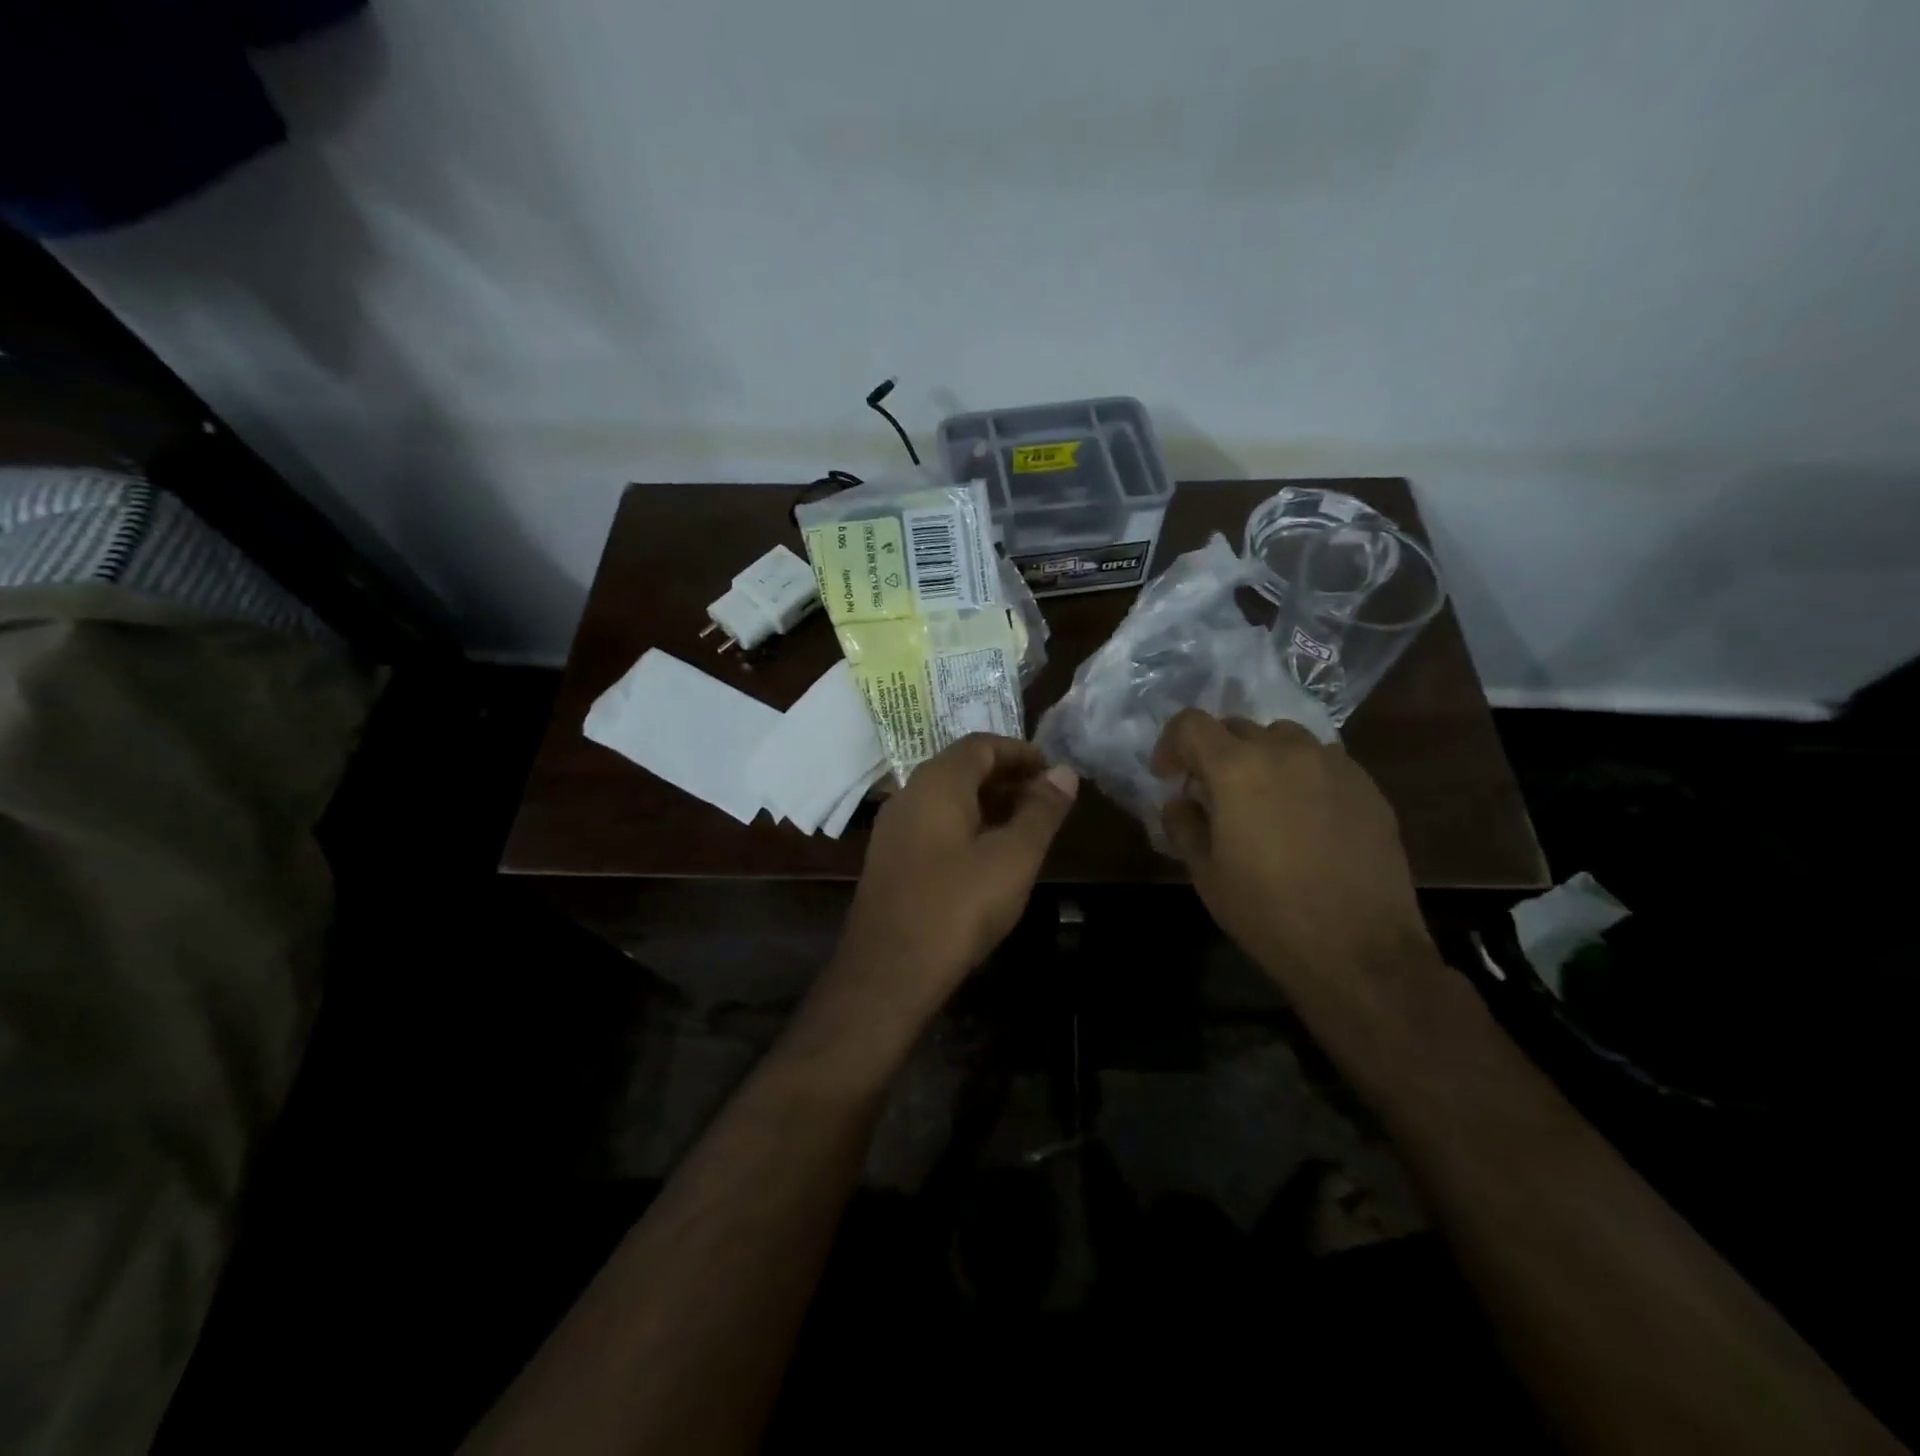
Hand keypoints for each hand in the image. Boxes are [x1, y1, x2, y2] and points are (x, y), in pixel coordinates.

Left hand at [819, 735, 1078, 1044]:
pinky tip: (987, 855)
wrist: (888, 971)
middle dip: (1006, 777)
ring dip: (987, 802)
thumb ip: (1041, 811)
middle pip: (961, 768)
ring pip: (946, 798)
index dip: (1021, 752)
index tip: (1053, 772)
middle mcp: (909, 793)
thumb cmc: (958, 907)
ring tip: (1024, 826)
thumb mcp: (1013, 858)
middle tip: (1045, 799)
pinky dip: (965, 824)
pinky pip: (933, 823)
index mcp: (937, 782)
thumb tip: (1064, 773)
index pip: (981, 745)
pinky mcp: (890, 858)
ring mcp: (894, 827)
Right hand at [1151, 710, 1433, 1002]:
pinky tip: (1305, 818)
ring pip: (1284, 738)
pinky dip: (1301, 775)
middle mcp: (1286, 750)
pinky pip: (1323, 762)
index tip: (1169, 777)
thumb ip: (1184, 825)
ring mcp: (1333, 764)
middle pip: (1237, 727)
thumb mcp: (1205, 873)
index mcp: (1237, 768)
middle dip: (1215, 754)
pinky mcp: (1367, 786)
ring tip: (1262, 800)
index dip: (1171, 744)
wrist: (1358, 948)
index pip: (1191, 724)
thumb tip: (1180, 803)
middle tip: (1213, 794)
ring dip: (1261, 758)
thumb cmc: (1266, 911)